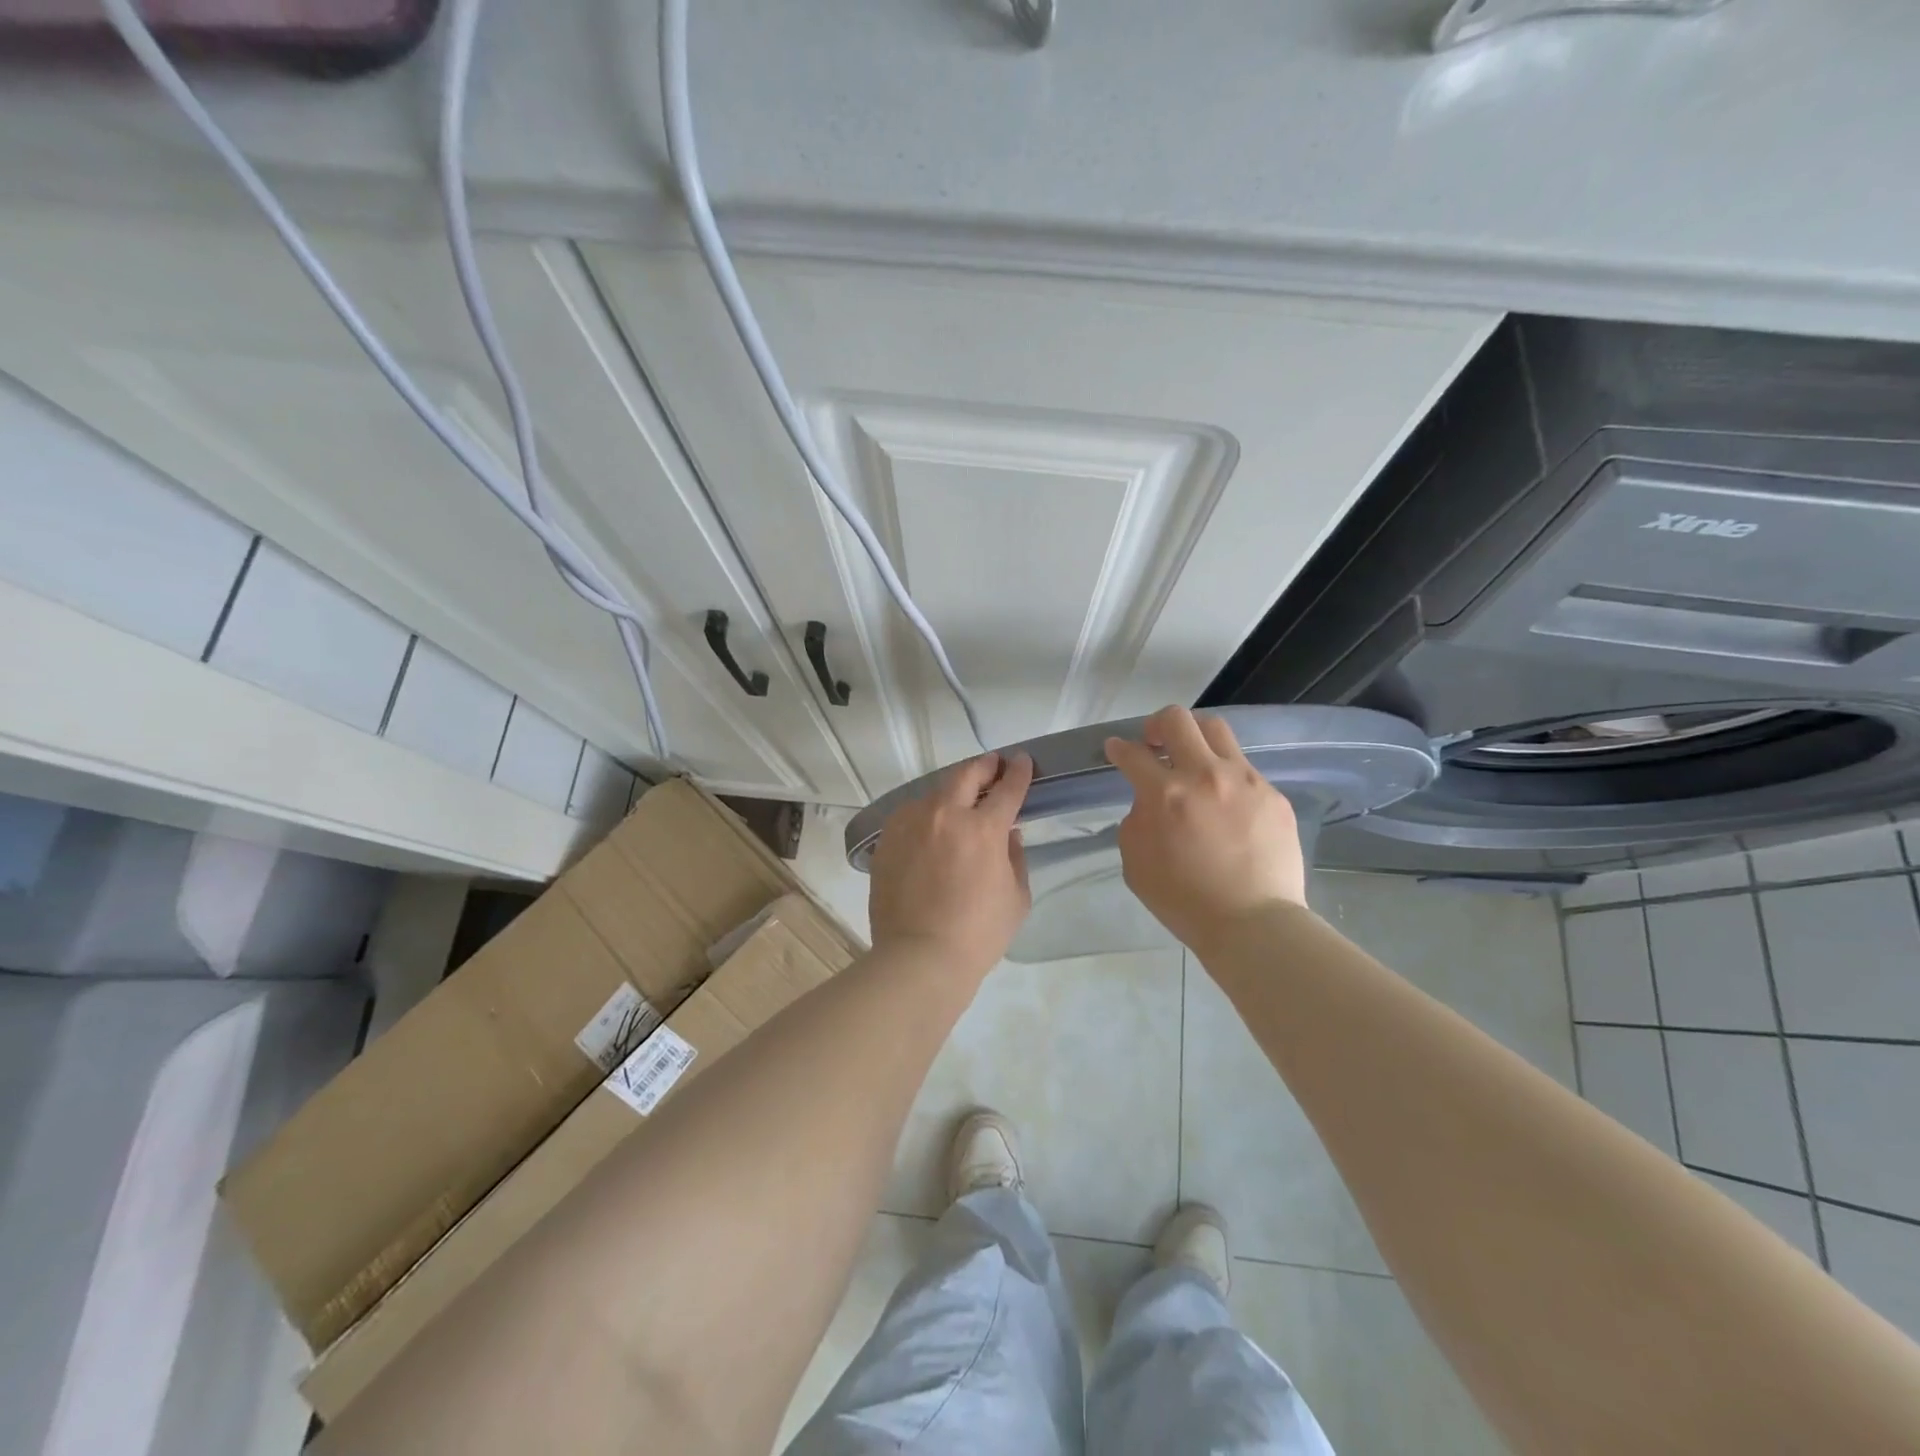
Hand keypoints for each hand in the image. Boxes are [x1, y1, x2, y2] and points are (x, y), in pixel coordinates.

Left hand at [868, 750, 1034, 976]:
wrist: (919, 958)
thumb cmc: (978, 934)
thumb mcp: (1016, 897)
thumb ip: (1015, 857)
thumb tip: (1009, 834)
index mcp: (983, 828)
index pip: (1007, 789)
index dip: (1018, 772)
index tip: (1022, 761)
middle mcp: (944, 815)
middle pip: (965, 775)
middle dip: (983, 766)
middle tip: (992, 766)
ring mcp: (910, 825)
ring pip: (933, 793)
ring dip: (951, 792)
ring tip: (959, 800)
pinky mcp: (887, 841)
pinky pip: (909, 816)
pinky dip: (925, 814)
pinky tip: (930, 826)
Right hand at [1105, 706, 1306, 954]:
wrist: (1252, 924)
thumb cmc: (1184, 901)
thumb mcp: (1136, 863)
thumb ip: (1137, 821)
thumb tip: (1149, 802)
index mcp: (1165, 794)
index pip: (1133, 754)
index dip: (1118, 749)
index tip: (1117, 750)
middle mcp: (1204, 775)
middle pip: (1176, 720)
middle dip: (1156, 725)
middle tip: (1154, 743)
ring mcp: (1244, 781)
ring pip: (1216, 730)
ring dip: (1195, 737)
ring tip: (1192, 759)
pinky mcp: (1272, 794)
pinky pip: (1244, 769)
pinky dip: (1226, 776)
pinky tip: (1226, 803)